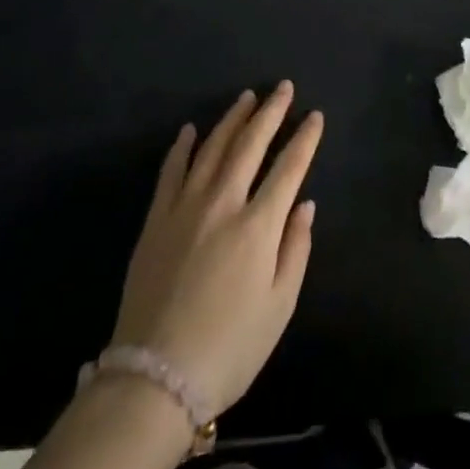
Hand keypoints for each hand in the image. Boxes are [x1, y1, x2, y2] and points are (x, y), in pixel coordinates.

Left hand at [107, 82, 323, 418]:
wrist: (154, 380)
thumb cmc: (229, 347)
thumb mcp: (279, 307)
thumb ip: (296, 250)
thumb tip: (305, 205)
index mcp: (259, 225)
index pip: (289, 167)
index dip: (305, 138)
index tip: (315, 116)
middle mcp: (224, 203)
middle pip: (251, 144)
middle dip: (271, 112)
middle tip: (284, 88)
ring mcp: (185, 207)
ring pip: (213, 147)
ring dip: (232, 119)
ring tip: (247, 97)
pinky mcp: (156, 220)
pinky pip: (171, 171)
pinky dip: (182, 147)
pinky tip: (190, 130)